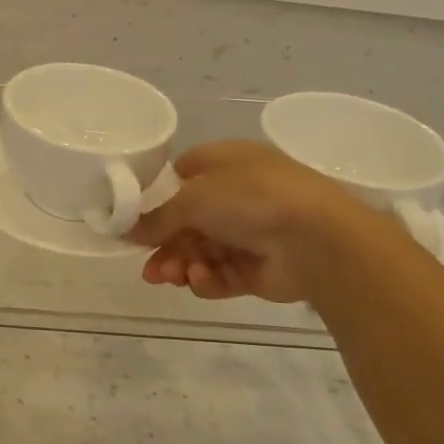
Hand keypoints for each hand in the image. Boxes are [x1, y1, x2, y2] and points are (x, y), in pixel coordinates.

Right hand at [129, 140, 380, 301]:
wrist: (317, 239)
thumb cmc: (250, 198)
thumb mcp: (192, 198)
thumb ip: (157, 217)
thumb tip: (126, 230)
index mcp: (227, 163)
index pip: (184, 175)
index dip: (159, 196)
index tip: (136, 218)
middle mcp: (238, 195)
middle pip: (188, 222)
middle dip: (165, 245)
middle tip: (149, 268)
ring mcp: (250, 234)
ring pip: (201, 252)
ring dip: (181, 265)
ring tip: (171, 277)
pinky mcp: (258, 269)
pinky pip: (222, 274)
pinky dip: (208, 279)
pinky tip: (201, 280)